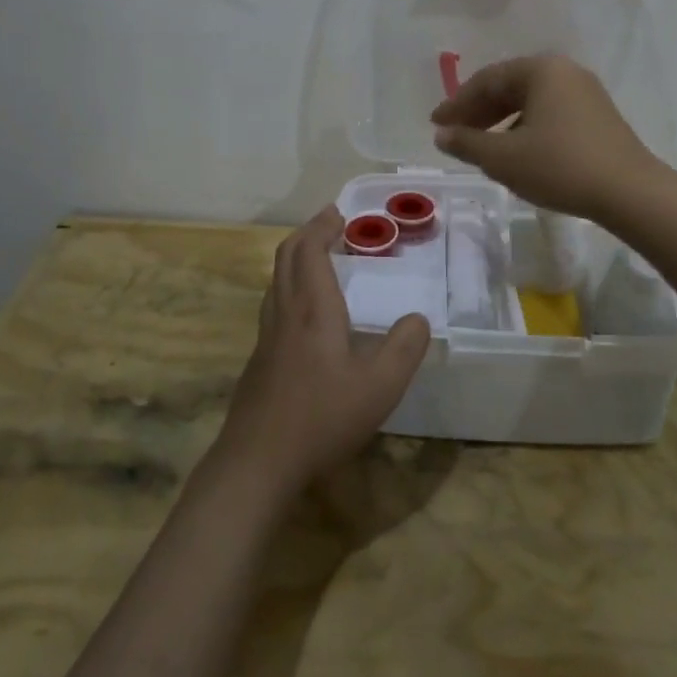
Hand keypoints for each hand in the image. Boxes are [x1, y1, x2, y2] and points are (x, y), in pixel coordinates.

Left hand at [217, 206, 431, 495]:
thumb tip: (419, 318)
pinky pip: (274, 305)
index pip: (311, 251)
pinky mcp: (259, 361)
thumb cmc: (322, 418)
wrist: (257, 462)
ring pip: (276, 281)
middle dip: (307, 233)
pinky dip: (289, 287)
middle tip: (330, 224)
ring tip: (318, 259)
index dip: (323, 227)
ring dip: (295, 259)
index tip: (339, 214)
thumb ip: (404, 348)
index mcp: (314, 310)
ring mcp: (267, 338)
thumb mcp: (380, 386)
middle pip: (287, 257)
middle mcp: (285, 314)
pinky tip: (304, 314)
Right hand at [430, 55, 660, 220]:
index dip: (457, 103)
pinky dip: (525, 128)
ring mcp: (585, 93)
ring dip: (501, 122)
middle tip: (454, 135)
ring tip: (481, 148)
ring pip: (531, 102)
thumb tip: (442, 134)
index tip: (436, 124)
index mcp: (541, 69)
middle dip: (478, 111)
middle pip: (510, 87)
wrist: (630, 192)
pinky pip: (550, 113)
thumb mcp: (504, 158)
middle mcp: (565, 72)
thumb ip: (467, 143)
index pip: (487, 80)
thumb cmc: (560, 166)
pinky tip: (517, 153)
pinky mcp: (598, 117)